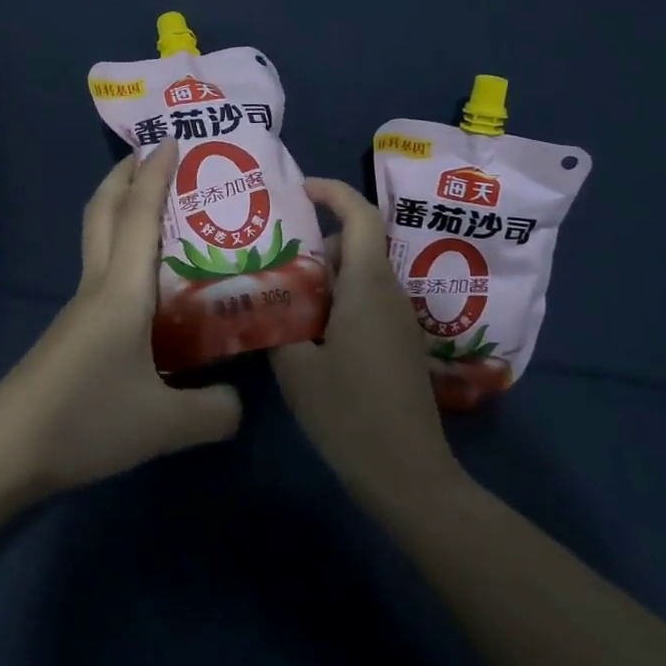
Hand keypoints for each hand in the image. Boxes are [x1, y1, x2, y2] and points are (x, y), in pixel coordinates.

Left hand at [0, 145, 242, 494]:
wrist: (7, 449)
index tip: (171, 139)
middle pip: (102, 212)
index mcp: (122, 290)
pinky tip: (146, 281)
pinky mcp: (73, 332)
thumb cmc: (86, 419)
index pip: (139, 216)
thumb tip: (240, 403)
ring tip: (160, 211)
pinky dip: (122, 251)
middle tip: (153, 156)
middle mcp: (98, 286)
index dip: (155, 174)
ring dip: (121, 210)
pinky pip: (101, 271)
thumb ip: (214, 410)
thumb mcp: (165, 423)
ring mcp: (80, 309)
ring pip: (98, 240)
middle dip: (124, 175)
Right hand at [271, 179, 464, 512]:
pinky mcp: (399, 345)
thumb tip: (256, 298)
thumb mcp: (296, 369)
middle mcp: (390, 293)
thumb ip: (274, 324)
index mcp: (368, 286)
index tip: (299, 189)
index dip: (333, 192)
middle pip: (357, 244)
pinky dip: (337, 297)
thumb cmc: (350, 414)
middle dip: (316, 239)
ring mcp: (399, 320)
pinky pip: (367, 301)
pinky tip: (306, 327)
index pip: (360, 216)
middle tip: (272, 250)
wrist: (409, 476)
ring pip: (361, 274)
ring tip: (281, 288)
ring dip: (325, 272)